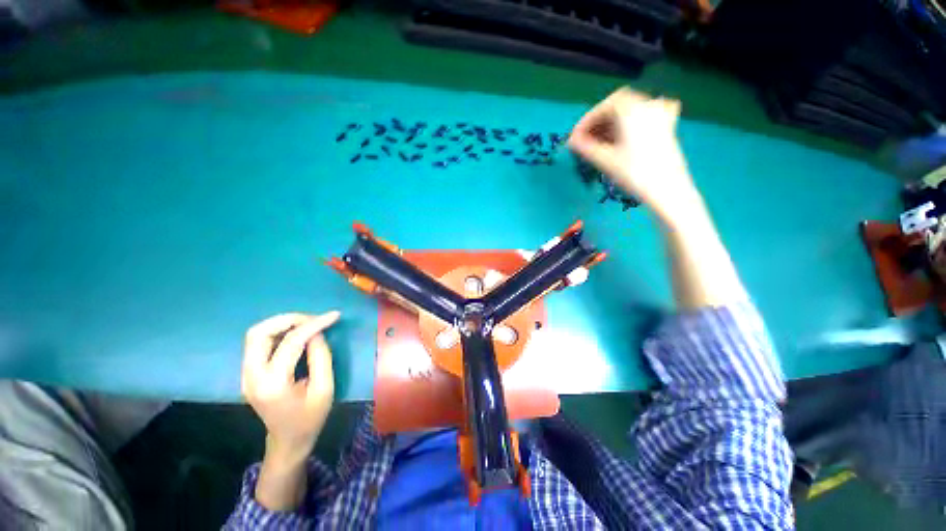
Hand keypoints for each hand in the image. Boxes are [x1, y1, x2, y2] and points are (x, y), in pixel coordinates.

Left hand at [242, 311, 339, 463]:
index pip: (290, 343)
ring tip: (306, 323)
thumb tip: (317, 333)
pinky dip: (277, 332)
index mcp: (273, 384)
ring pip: (255, 334)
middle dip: (289, 319)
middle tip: (314, 319)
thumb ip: (321, 357)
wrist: (288, 441)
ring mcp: (245, 375)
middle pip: (259, 333)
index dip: (313, 324)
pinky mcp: (248, 373)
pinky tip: (295, 334)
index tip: (333, 316)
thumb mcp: (325, 388)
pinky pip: (257, 343)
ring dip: (281, 323)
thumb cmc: (310, 418)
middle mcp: (252, 377)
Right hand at [568, 88, 704, 226]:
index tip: (574, 138)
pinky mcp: (667, 128)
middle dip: (598, 123)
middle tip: (585, 141)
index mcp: (632, 109)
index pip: (603, 107)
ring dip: (611, 125)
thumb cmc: (634, 174)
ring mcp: (660, 116)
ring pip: (630, 112)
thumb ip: (585, 147)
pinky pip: (646, 117)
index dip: (585, 122)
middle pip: (617, 107)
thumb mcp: (605, 160)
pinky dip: (631, 123)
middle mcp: (648, 105)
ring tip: (599, 143)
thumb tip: (571, 141)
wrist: (668, 190)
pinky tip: (627, 133)